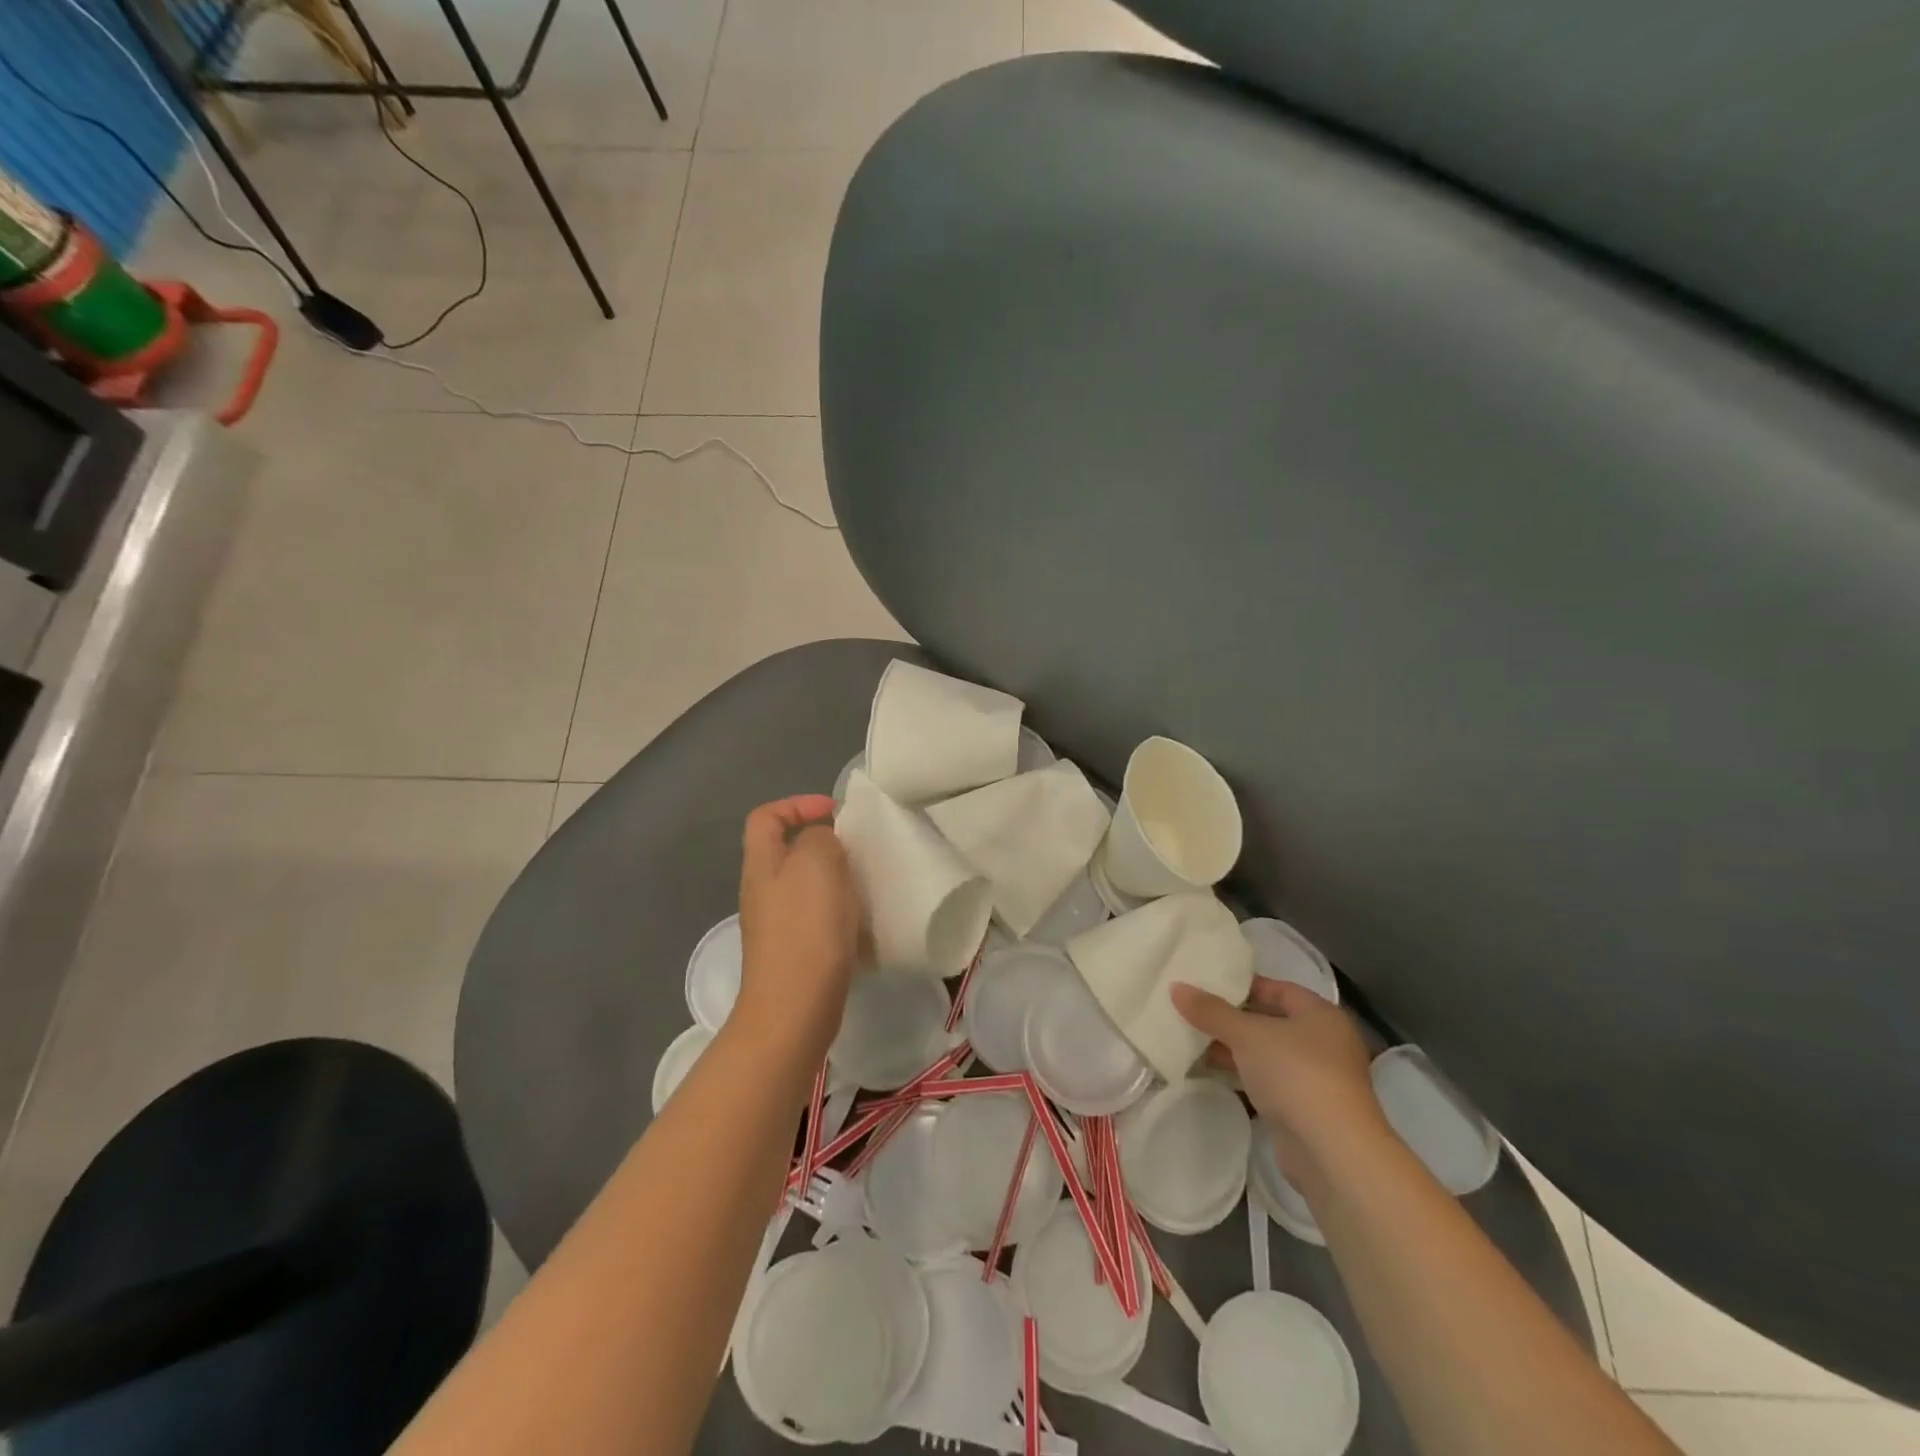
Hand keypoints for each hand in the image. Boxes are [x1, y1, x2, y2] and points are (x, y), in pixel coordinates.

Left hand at [735, 795, 860, 1057]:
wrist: (795, 1008)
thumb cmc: (805, 928)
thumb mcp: (816, 863)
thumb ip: (819, 838)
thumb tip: (821, 841)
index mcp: (762, 863)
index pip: (766, 816)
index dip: (797, 804)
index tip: (834, 812)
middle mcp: (762, 890)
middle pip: (788, 851)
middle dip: (824, 844)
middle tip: (858, 849)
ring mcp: (776, 925)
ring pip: (806, 885)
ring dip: (836, 879)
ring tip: (866, 882)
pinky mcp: (794, 952)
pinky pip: (818, 917)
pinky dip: (840, 912)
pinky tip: (862, 921)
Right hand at [1172, 977, 1388, 1183]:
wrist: (1332, 1151)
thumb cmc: (1295, 1073)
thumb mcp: (1246, 1034)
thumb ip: (1211, 1010)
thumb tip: (1176, 987)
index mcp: (1321, 1014)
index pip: (1278, 988)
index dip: (1243, 985)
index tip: (1207, 984)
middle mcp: (1325, 1042)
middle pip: (1271, 1021)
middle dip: (1233, 1018)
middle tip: (1194, 1011)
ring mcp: (1318, 1078)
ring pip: (1268, 1053)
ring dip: (1235, 1049)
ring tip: (1193, 1040)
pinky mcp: (1307, 1109)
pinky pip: (1268, 1081)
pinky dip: (1244, 1075)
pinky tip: (1212, 1072)